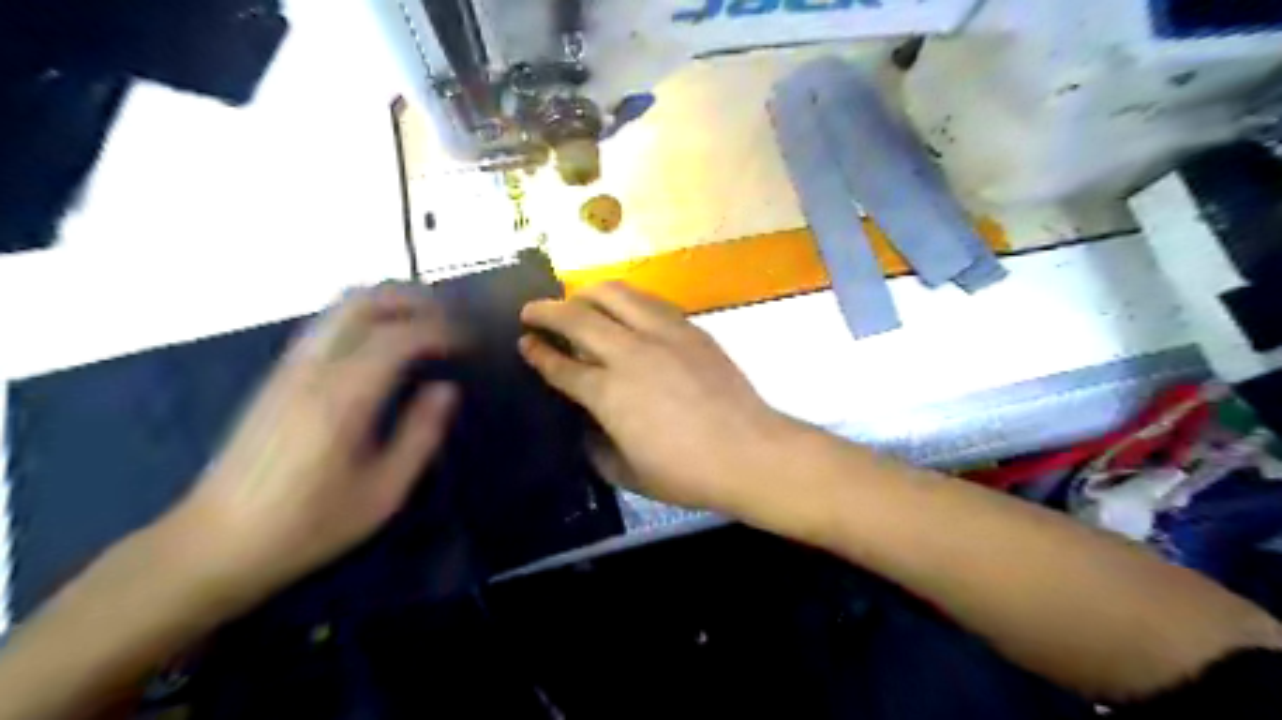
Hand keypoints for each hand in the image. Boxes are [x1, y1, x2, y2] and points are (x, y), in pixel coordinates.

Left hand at [163, 283, 455, 608]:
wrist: (214, 543)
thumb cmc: (308, 524)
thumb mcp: (383, 492)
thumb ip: (420, 434)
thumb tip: (446, 390)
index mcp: (342, 397)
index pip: (398, 336)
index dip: (441, 330)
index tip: (470, 344)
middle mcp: (313, 368)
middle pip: (364, 301)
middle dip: (413, 299)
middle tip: (450, 320)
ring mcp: (290, 366)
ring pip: (341, 305)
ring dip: (389, 302)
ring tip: (426, 322)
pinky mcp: (278, 374)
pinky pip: (328, 323)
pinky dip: (366, 317)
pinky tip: (385, 342)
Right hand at [521, 280, 791, 511]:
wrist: (748, 452)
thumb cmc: (686, 473)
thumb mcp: (627, 472)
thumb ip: (597, 446)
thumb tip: (587, 424)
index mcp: (608, 394)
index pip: (561, 365)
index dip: (538, 352)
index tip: (524, 341)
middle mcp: (629, 354)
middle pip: (577, 318)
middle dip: (546, 311)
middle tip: (531, 311)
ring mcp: (662, 335)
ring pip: (614, 295)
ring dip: (586, 293)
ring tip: (575, 299)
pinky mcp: (689, 328)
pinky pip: (649, 300)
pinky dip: (626, 298)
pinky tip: (623, 307)